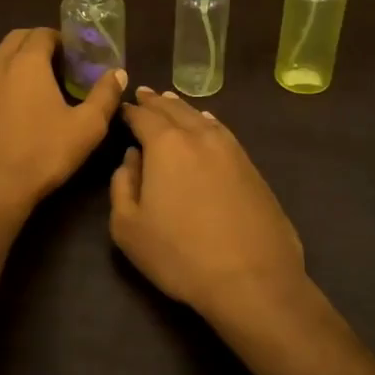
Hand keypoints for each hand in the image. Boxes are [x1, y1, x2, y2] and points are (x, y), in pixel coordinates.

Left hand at [0, 29, 126, 214]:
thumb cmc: (42, 154)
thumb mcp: (87, 128)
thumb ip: (104, 96)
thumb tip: (117, 73)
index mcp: (26, 63)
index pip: (42, 33)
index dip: (61, 39)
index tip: (75, 56)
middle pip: (16, 39)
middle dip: (37, 44)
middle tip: (58, 66)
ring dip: (17, 64)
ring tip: (36, 90)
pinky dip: (1, 86)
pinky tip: (12, 113)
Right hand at [110, 88, 305, 317]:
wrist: (253, 280)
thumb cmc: (180, 254)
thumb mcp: (128, 227)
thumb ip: (121, 185)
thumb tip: (131, 158)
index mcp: (166, 145)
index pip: (143, 116)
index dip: (130, 111)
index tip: (121, 108)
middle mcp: (200, 137)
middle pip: (174, 110)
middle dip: (156, 102)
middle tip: (144, 94)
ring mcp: (232, 150)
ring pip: (202, 118)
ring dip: (183, 108)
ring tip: (171, 103)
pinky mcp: (253, 168)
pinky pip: (223, 133)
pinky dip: (208, 123)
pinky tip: (207, 125)